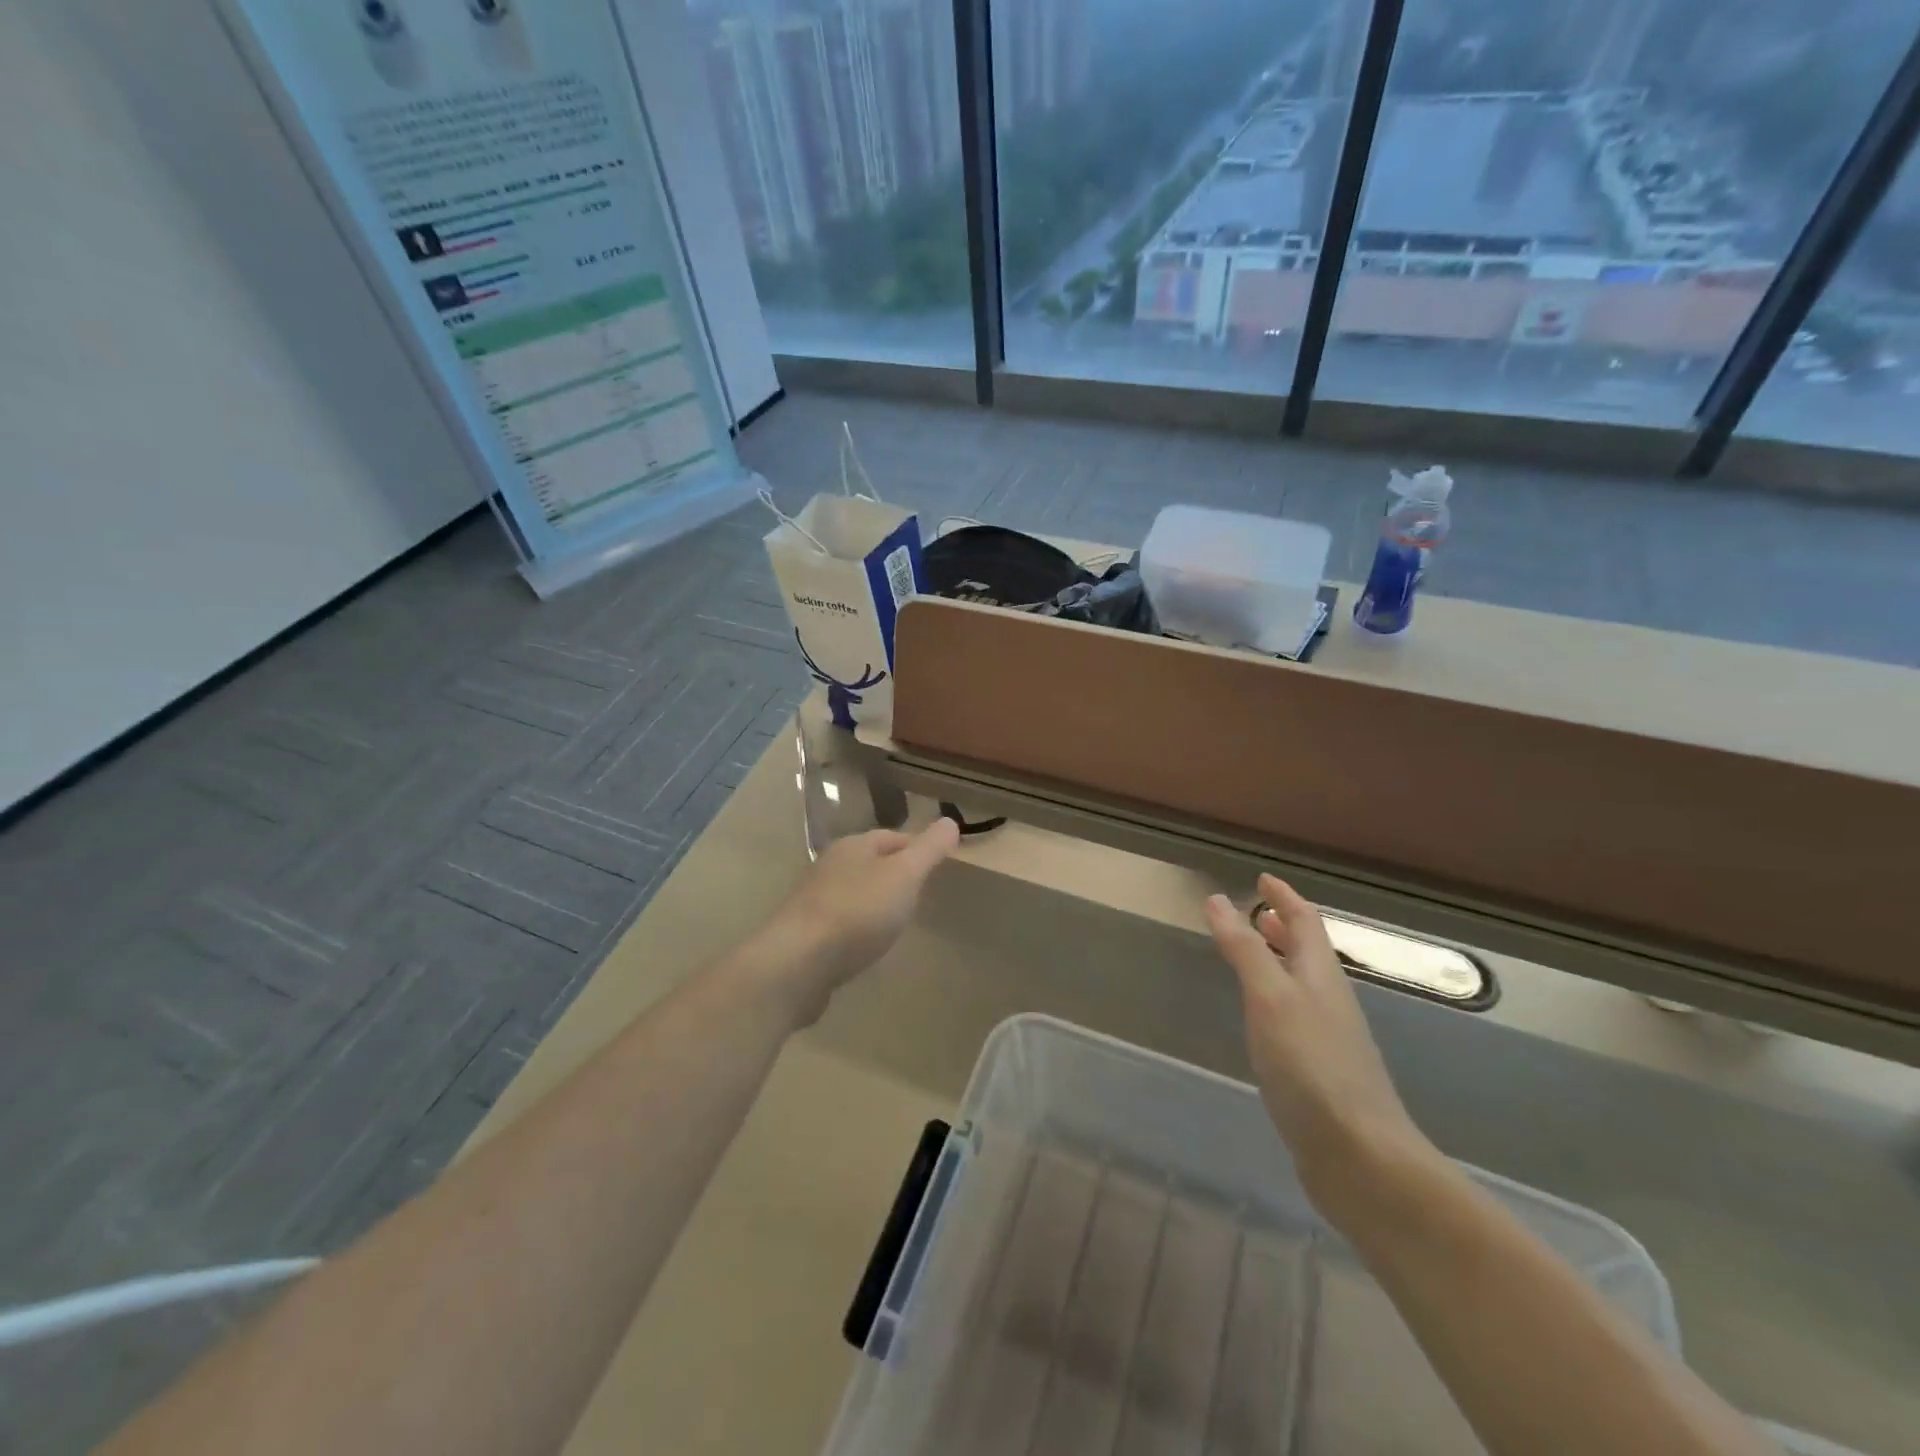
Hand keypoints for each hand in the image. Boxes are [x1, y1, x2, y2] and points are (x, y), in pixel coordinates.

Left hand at [760, 818, 960, 1016]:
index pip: (892, 837)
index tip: (939, 865)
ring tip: (898, 922)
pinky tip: (868, 946)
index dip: (917, 847)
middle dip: (895, 875)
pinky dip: (859, 929)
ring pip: (855, 893)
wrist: (798, 963)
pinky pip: (841, 924)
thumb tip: (950, 821)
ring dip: (875, 903)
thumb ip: (928, 849)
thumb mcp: (904, 875)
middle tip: (922, 894)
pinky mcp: (807, 935)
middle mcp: (830, 866)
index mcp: (853, 846)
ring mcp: (815, 901)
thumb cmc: (857, 911)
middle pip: (871, 863)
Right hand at [1205, 875, 1434, 1215]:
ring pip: (1302, 986)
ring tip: (1253, 957)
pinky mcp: (1320, 1074)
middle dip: (1284, 927)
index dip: (1285, 897)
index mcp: (1321, 976)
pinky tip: (1260, 1021)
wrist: (1360, 1158)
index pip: (1306, 921)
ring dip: (1280, 962)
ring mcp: (1328, 1040)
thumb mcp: (1270, 997)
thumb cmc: (1312, 1066)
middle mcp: (1329, 1001)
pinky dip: (1275, 1001)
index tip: (1264, 878)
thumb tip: (1218, 900)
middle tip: (1258, 912)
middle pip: (1308, 952)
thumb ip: (1245, 949)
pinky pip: (1295, 1019)